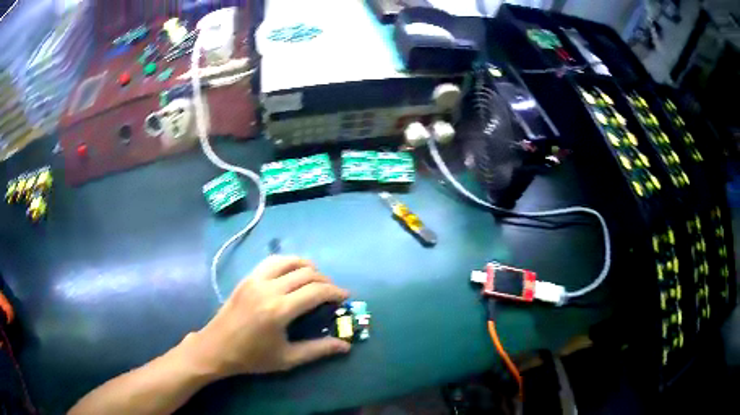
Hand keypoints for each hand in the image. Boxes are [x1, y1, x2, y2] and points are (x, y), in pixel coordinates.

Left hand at [186, 255, 350, 378]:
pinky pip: (271, 261)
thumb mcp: (287, 359)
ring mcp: (255, 279)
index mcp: (279, 310)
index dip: (335, 291)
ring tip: (315, 279)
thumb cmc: (252, 357)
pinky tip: (292, 273)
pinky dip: (288, 262)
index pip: (316, 291)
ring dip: (307, 266)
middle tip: (332, 292)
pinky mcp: (247, 278)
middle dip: (325, 280)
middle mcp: (268, 288)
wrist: (216, 347)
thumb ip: (318, 350)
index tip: (345, 297)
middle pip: (306, 273)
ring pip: (288, 260)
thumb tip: (345, 346)